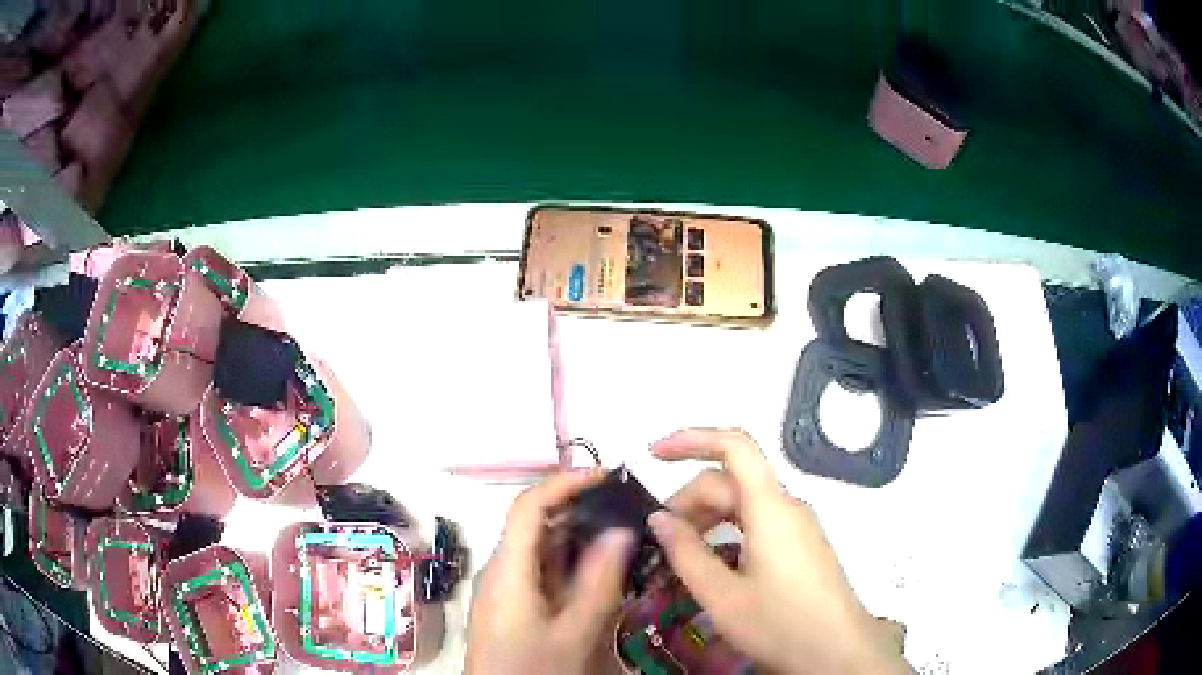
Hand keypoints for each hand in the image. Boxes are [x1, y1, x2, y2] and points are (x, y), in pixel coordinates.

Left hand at [466, 470, 634, 674]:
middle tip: (626, 510)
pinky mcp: (510, 605)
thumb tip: (621, 530)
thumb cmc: (533, 670)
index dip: (564, 483)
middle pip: (534, 525)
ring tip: (623, 538)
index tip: (606, 476)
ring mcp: (504, 589)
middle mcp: (500, 570)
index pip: (527, 506)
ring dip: (578, 540)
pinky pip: (540, 572)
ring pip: (540, 550)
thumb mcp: (575, 633)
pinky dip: (570, 565)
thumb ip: (599, 582)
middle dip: (579, 511)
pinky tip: (600, 576)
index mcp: (507, 570)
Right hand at [650, 429, 910, 674]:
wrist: (837, 651)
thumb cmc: (780, 624)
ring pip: (744, 502)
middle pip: (732, 481)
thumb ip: (686, 553)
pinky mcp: (801, 544)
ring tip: (678, 553)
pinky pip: (759, 522)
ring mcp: (797, 525)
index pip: (734, 446)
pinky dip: (727, 531)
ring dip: (707, 517)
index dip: (692, 438)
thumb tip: (659, 518)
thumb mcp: (722, 596)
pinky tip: (712, 562)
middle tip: (657, 538)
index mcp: (770, 508)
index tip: (653, 454)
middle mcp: (787, 506)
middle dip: (689, 499)